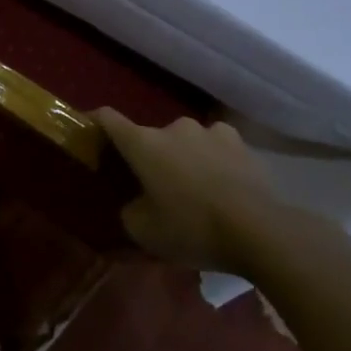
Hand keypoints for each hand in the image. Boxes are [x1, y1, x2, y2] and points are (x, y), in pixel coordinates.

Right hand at [95, 110, 274, 269]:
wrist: (261, 232)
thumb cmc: (192, 228)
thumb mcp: (143, 230)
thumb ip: (129, 209)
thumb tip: (136, 202)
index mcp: (143, 143)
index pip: (107, 118)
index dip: (94, 121)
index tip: (89, 131)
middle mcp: (173, 128)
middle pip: (149, 136)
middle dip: (147, 156)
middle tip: (151, 183)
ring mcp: (210, 132)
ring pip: (185, 140)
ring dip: (182, 156)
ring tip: (191, 184)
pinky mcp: (242, 144)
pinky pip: (216, 147)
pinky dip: (212, 159)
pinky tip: (221, 182)